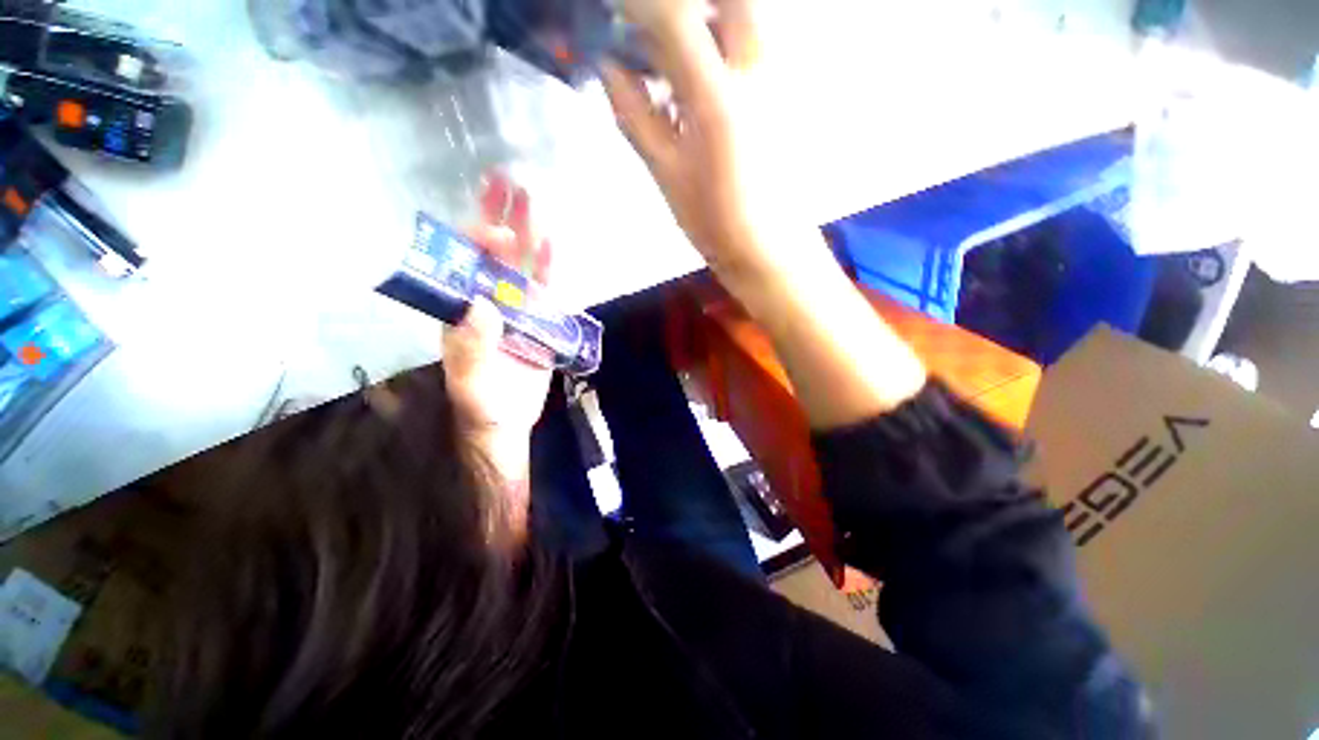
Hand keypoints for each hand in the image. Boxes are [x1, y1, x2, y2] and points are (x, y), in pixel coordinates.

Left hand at [443, 175, 552, 506]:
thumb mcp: (469, 381)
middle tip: (511, 182)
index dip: (478, 242)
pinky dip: (551, 270)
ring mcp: (518, 308)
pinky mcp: (542, 320)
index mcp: (463, 310)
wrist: (507, 421)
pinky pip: (548, 291)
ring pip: (524, 266)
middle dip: (502, 218)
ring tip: (536, 201)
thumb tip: (483, 303)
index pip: (467, 265)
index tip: (493, 227)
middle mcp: (489, 300)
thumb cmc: (481, 402)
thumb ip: (472, 346)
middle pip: (496, 254)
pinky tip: (554, 247)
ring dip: (529, 236)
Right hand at [602, 0, 816, 295]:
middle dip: (684, 4)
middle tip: (654, 27)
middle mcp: (756, 71)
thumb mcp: (665, 173)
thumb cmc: (713, 221)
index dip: (637, 5)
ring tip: (670, 55)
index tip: (613, 11)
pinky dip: (722, 43)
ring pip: (744, 15)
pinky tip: (698, 77)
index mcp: (717, 98)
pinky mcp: (787, 92)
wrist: (768, 248)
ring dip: (705, 18)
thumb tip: (608, 67)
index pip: (673, 15)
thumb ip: (635, 114)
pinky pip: (753, 43)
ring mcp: (779, 78)